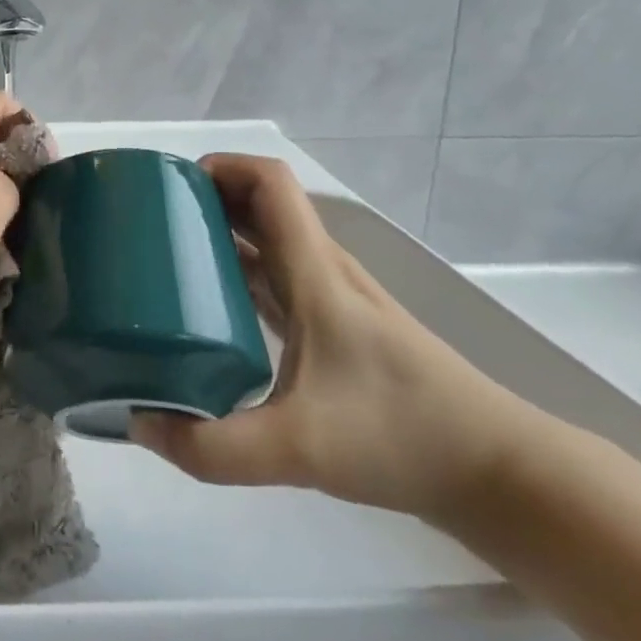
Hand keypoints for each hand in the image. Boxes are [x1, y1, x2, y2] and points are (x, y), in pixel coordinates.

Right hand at [130, 155, 546, 523]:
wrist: (500, 473)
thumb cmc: (402, 436)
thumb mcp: (298, 449)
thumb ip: (212, 447)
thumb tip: (139, 425)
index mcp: (314, 272)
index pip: (269, 182)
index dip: (221, 166)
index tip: (170, 187)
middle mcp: (322, 271)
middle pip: (261, 204)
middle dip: (206, 198)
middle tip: (151, 223)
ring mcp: (332, 299)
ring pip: (268, 241)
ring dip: (221, 233)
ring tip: (168, 258)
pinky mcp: (337, 329)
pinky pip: (277, 278)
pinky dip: (240, 272)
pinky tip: (212, 309)